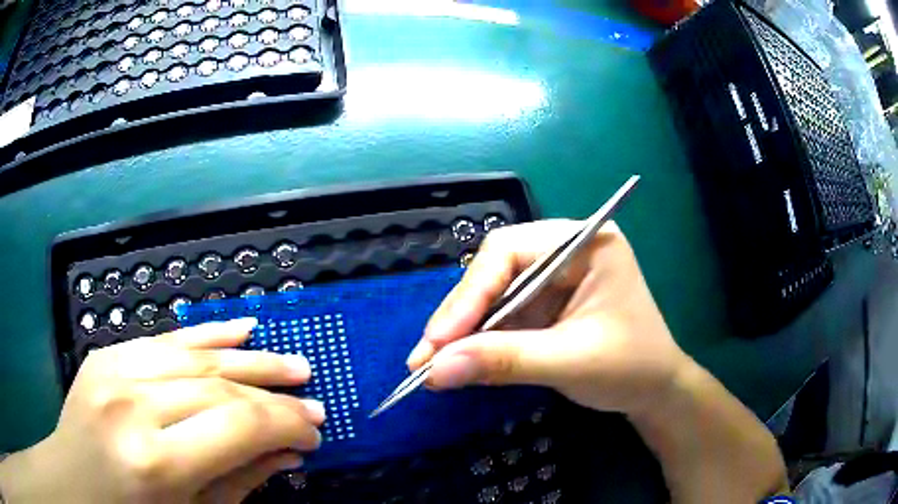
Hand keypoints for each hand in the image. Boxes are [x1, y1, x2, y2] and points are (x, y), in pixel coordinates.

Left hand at [0, 319, 323, 503]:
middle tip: (312, 396)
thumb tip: (287, 455)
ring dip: (248, 358)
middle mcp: (132, 405)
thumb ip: (241, 483)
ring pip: (194, 355)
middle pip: (218, 387)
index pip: (237, 426)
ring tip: (290, 363)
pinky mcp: (105, 355)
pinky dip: (205, 334)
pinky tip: (240, 329)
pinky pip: (163, 338)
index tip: (314, 433)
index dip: (286, 425)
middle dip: (273, 394)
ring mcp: (112, 370)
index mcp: (156, 462)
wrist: (73, 484)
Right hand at [408, 220, 788, 501]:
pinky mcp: (544, 306)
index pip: (511, 252)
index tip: (439, 339)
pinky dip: (477, 341)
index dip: (470, 293)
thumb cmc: (631, 368)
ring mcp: (552, 279)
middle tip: (425, 356)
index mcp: (585, 243)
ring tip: (430, 364)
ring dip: (461, 332)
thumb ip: (504, 362)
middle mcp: (565, 252)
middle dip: (460, 316)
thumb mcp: (570, 362)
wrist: (655, 392)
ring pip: (492, 296)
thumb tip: (435, 370)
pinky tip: (455, 360)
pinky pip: (500, 316)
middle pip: (495, 271)